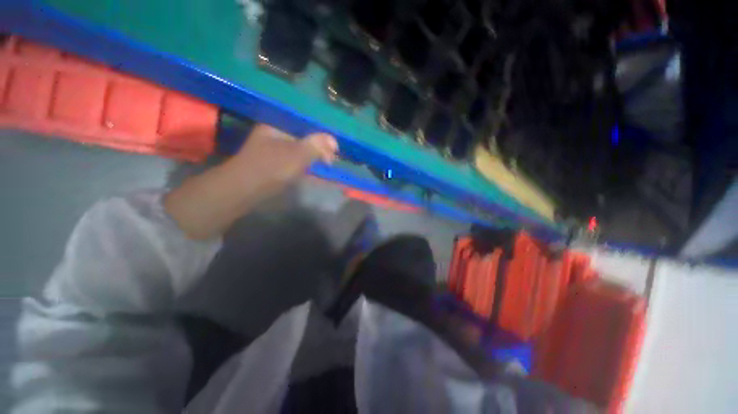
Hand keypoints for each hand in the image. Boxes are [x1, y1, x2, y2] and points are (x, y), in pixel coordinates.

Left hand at [165, 124, 338, 238]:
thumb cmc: (271, 168)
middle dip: (318, 148)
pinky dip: (303, 164)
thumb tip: (333, 140)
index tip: (333, 150)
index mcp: (277, 126)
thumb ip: (316, 146)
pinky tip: (309, 169)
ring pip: (298, 149)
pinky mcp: (271, 163)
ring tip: (324, 164)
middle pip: (302, 138)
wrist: (243, 190)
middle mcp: (273, 135)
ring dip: (312, 156)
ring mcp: (271, 149)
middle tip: (330, 160)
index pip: (305, 126)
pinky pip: (292, 159)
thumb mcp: (297, 155)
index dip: (321, 137)